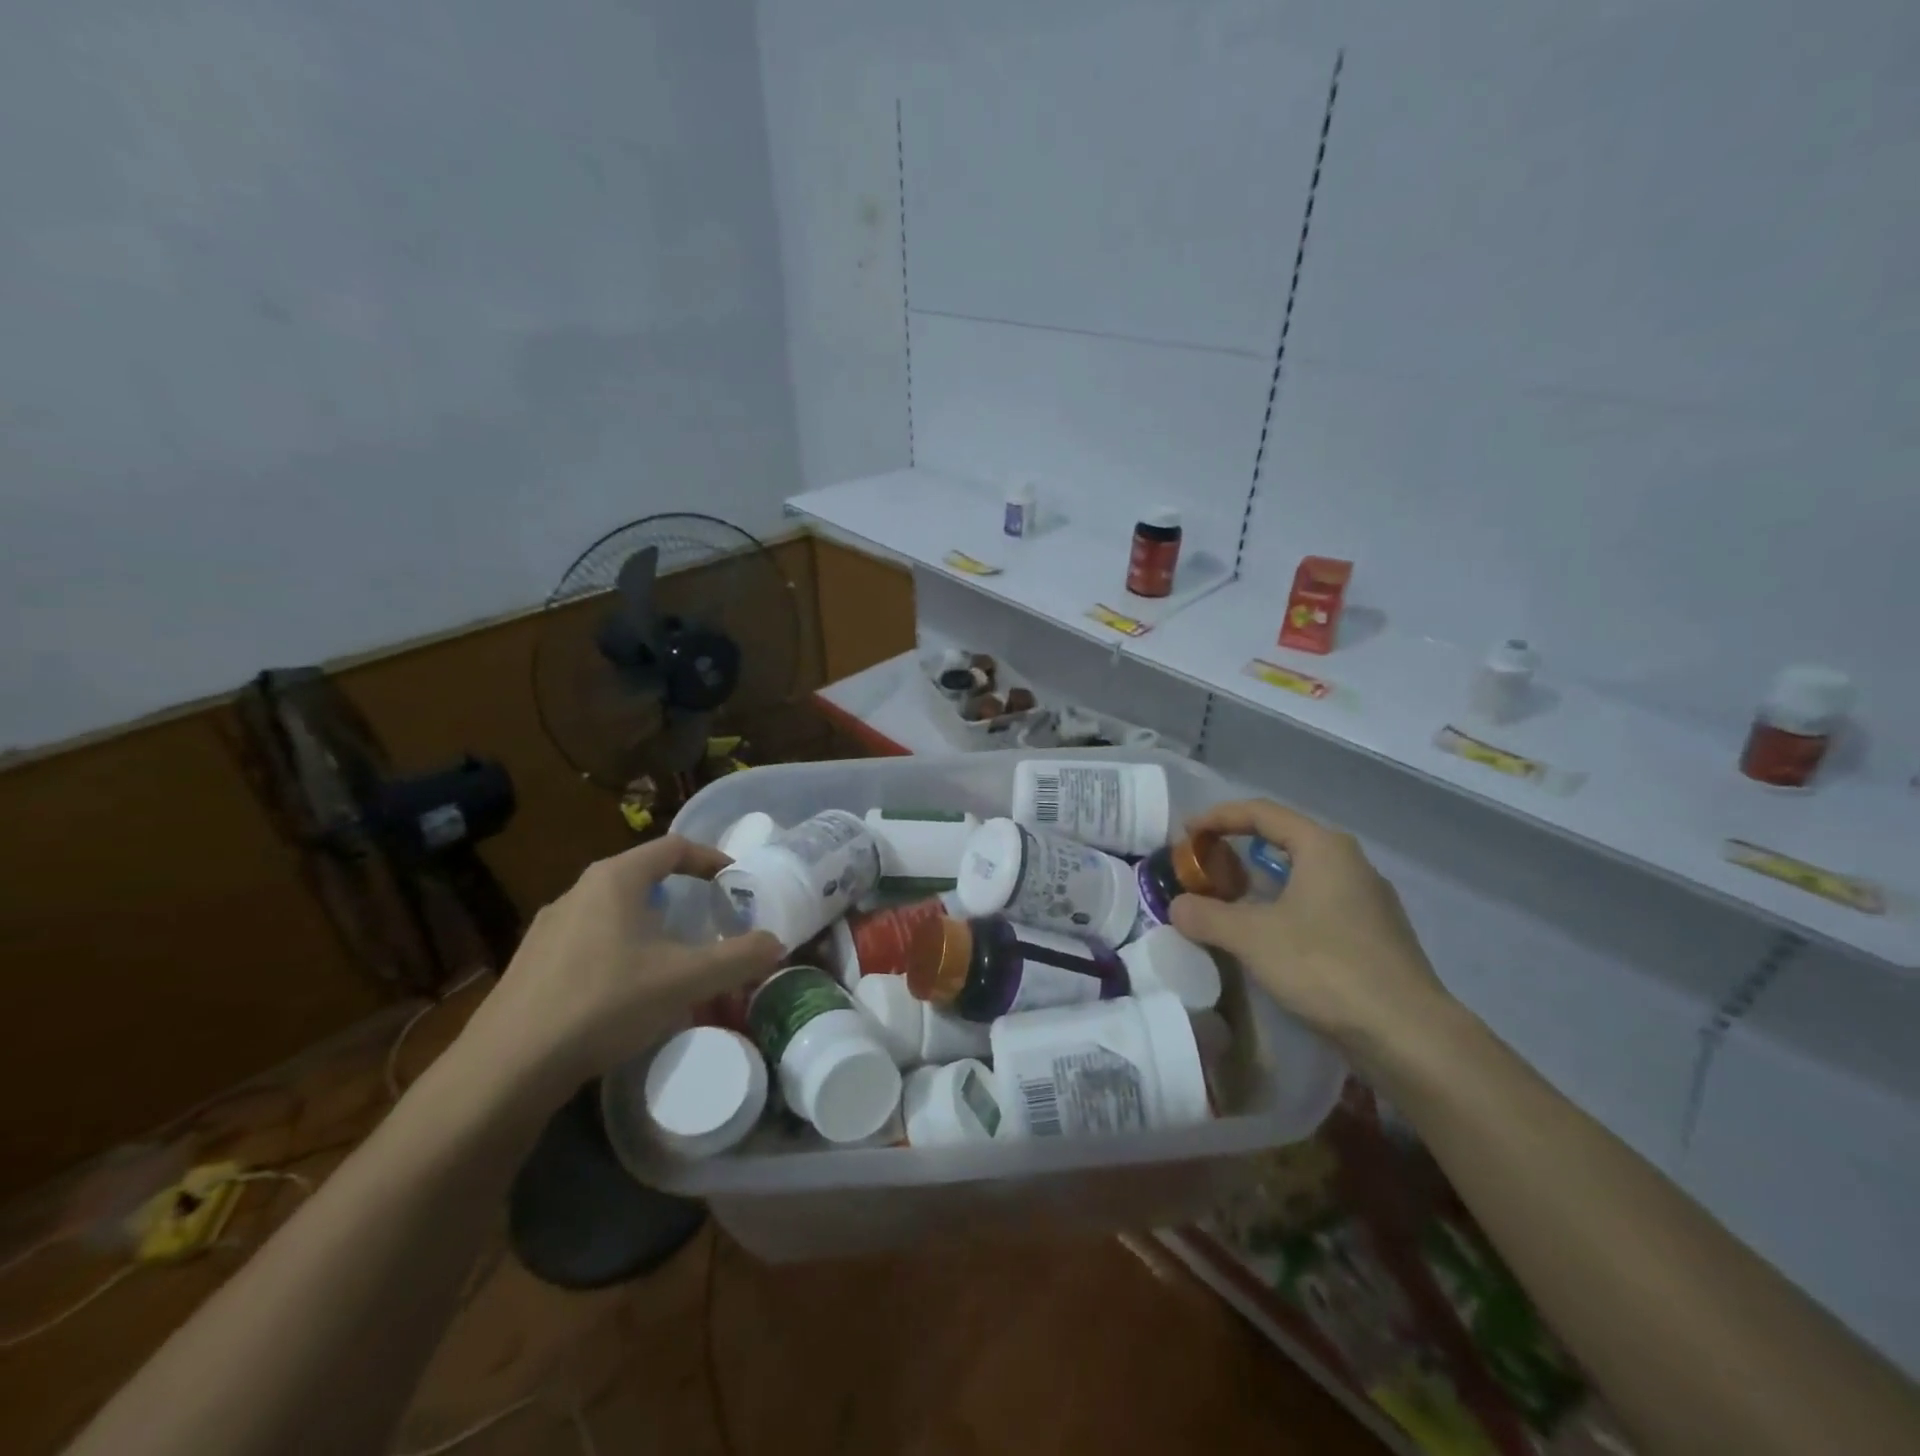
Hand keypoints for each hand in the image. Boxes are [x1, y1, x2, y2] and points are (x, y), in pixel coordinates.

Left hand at [457, 836, 780, 1090]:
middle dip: (680, 893)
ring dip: (648, 923)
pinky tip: (625, 991)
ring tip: (671, 957)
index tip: (735, 878)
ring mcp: (548, 927)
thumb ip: (738, 958)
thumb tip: (776, 943)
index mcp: (615, 879)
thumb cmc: (605, 1002)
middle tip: (708, 919)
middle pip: (641, 876)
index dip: (710, 857)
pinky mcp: (530, 963)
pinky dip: (619, 949)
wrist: (508, 1067)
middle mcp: (578, 891)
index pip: (673, 847)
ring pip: (613, 910)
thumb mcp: (686, 980)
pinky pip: (588, 940)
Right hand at [1168, 799, 1453, 1068]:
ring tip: (1229, 901)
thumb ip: (1206, 915)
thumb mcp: (1251, 937)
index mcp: (1324, 847)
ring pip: (1303, 875)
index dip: (1218, 817)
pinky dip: (1285, 907)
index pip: (1262, 812)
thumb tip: (1177, 907)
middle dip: (1239, 848)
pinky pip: (1318, 904)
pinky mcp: (1375, 935)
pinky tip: (1270, 937)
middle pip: (1284, 839)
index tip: (1186, 833)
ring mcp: (1368, 900)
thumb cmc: (1326, 967)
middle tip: (1205, 865)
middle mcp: (1351, 863)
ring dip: (1261, 882)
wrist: (1408, 1035)